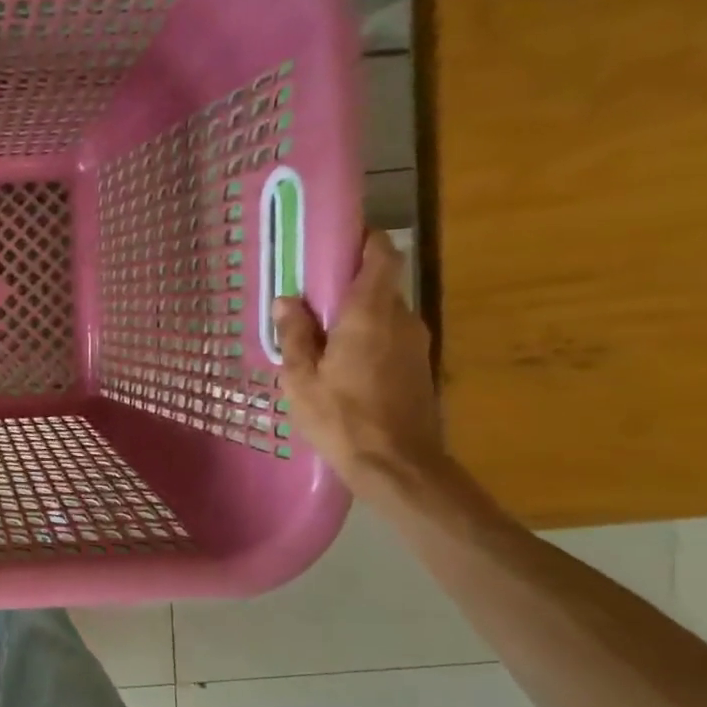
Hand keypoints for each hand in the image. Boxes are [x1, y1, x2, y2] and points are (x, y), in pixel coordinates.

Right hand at [273, 230, 444, 499]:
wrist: (399, 466)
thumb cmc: (342, 418)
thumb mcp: (301, 378)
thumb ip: (295, 335)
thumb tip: (287, 300)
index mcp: (370, 314)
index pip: (381, 255)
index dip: (363, 240)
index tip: (334, 240)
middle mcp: (401, 319)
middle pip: (379, 284)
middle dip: (347, 284)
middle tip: (308, 297)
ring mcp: (415, 345)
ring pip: (383, 314)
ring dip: (354, 316)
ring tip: (317, 335)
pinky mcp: (418, 368)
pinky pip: (388, 338)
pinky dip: (365, 339)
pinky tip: (338, 364)